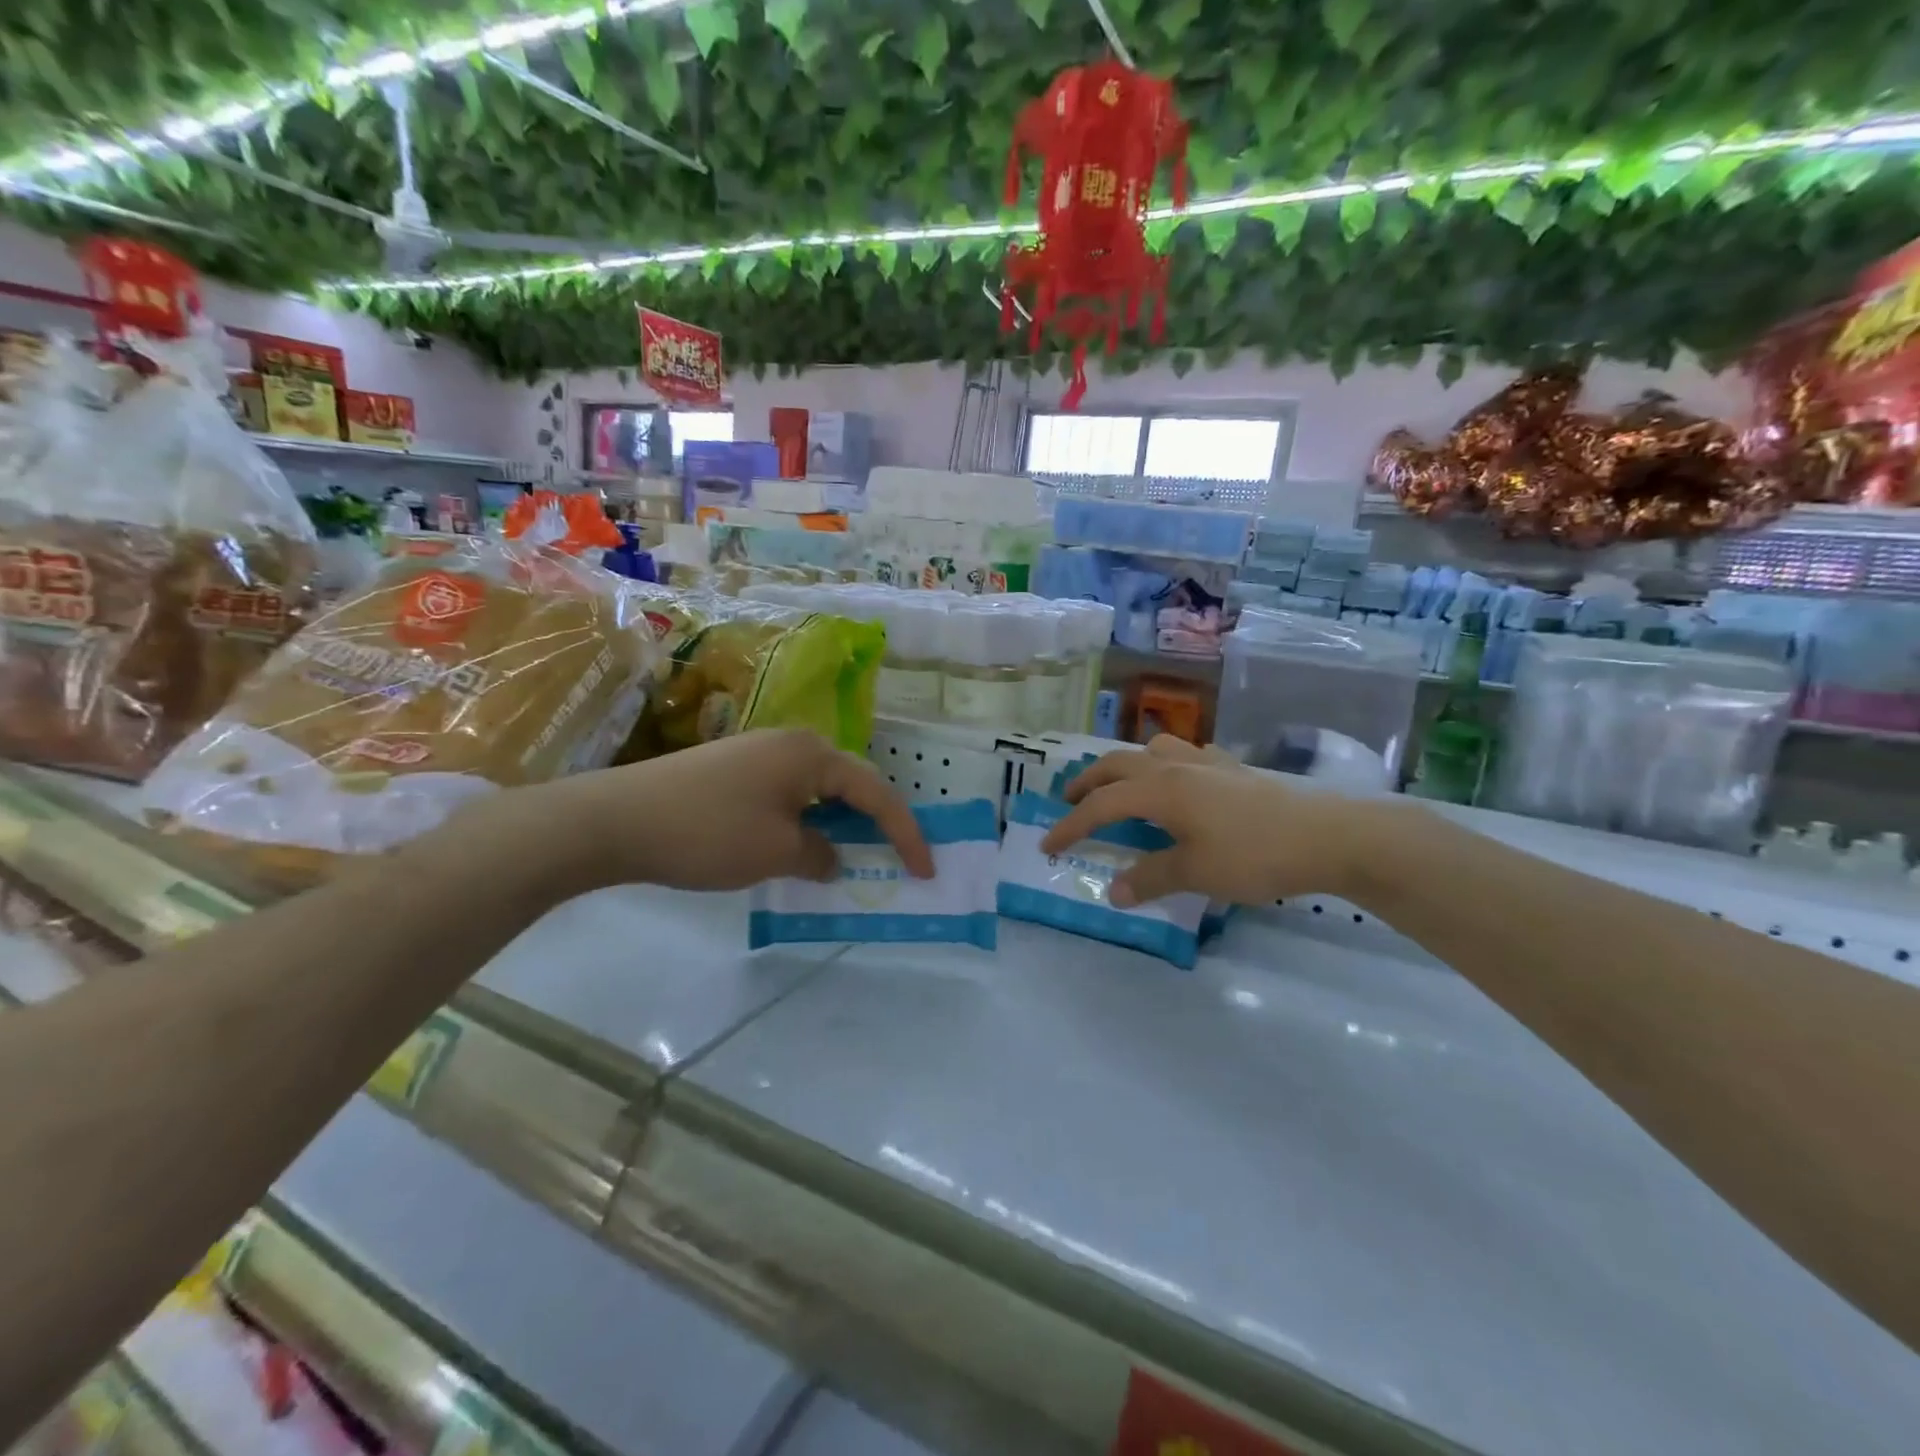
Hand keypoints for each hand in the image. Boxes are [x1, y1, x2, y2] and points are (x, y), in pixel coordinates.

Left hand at [496, 730, 933, 895]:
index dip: (905, 833)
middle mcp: (791, 744)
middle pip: (850, 784)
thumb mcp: (776, 852)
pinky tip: (799, 847)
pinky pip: (788, 796)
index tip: (925, 870)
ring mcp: (758, 754)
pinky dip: (806, 823)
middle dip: (876, 823)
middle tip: (896, 859)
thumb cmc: (710, 832)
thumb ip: (819, 854)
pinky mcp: (733, 771)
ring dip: (838, 825)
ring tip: (852, 857)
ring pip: (818, 791)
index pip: (876, 792)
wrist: (617, 820)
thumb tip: (831, 856)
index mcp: (812, 754)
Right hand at [1039, 735, 1385, 906]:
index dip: (1070, 826)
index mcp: (1160, 791)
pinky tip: (1181, 780)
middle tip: (1069, 802)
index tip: (1048, 846)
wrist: (1328, 836)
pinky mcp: (1235, 768)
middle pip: (1117, 766)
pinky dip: (1168, 763)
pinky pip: (1188, 754)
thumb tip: (1112, 891)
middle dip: (1087, 783)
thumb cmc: (1255, 855)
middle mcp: (1176, 767)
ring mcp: (1207, 762)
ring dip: (1126, 765)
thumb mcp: (1195, 874)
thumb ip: (1149, 878)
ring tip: (1121, 785)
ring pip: (1152, 749)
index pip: (1101, 806)